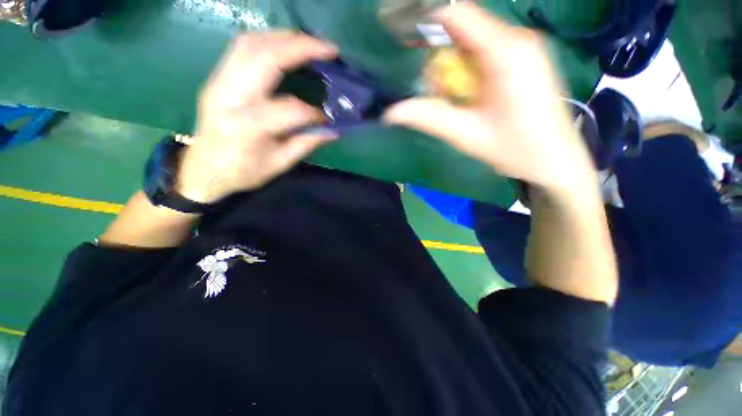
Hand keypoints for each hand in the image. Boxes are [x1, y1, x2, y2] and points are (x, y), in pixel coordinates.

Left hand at [176, 32, 338, 203]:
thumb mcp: (279, 164)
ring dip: (284, 37)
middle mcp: (228, 97)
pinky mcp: (216, 78)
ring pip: (250, 44)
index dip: (313, 113)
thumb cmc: (242, 173)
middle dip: (301, 47)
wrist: (202, 170)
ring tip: (310, 43)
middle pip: (264, 57)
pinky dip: (267, 41)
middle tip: (329, 49)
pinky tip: (285, 47)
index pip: (288, 109)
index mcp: (246, 128)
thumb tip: (332, 130)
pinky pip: (241, 48)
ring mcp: (218, 83)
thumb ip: (306, 144)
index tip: (326, 119)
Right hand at [384, 3, 595, 194]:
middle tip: (435, 92)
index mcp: (506, 53)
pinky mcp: (524, 58)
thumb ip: (429, 118)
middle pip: (463, 29)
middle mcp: (517, 40)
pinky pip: (486, 52)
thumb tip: (391, 113)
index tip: (404, 38)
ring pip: (473, 41)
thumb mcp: (467, 135)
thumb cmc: (516, 150)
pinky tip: (468, 96)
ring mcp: (523, 47)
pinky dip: (467, 70)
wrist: (555, 160)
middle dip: (440, 58)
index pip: (457, 14)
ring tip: (451, 99)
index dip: (425, 20)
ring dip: (453, 68)